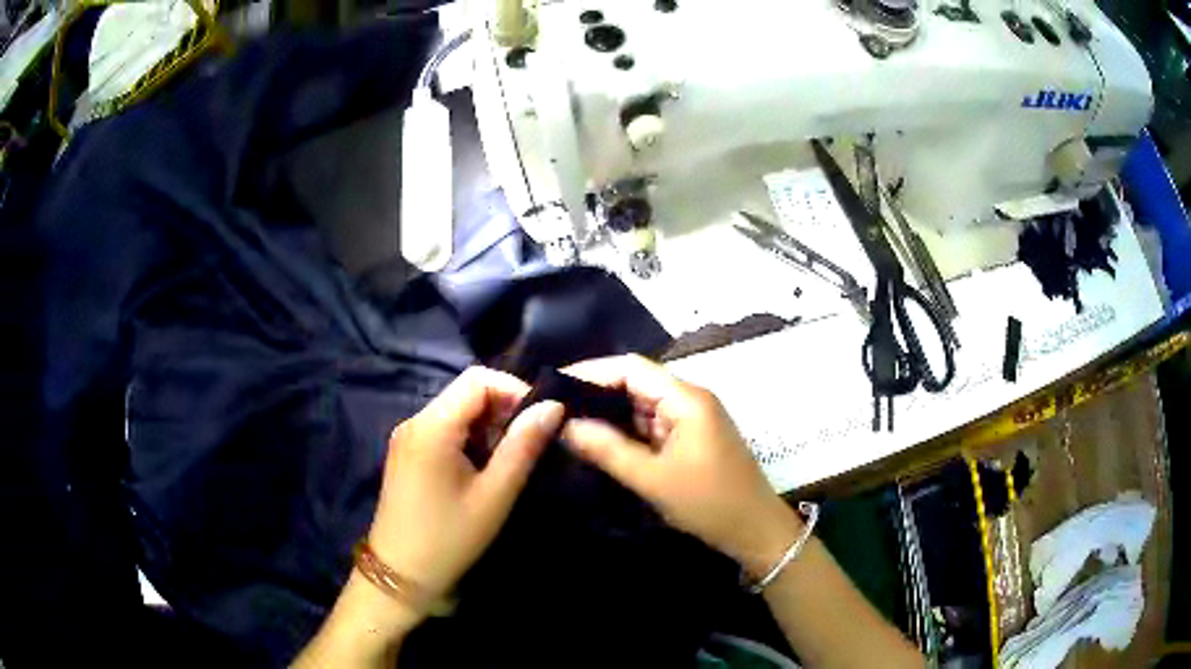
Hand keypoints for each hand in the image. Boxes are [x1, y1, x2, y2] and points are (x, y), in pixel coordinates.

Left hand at [368, 367, 563, 616]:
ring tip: (509, 459)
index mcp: (432, 426)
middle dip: (503, 409)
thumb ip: (523, 447)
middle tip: (530, 443)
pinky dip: (469, 438)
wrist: (400, 574)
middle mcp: (415, 421)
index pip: (478, 379)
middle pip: (465, 392)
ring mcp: (407, 437)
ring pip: (456, 411)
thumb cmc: (450, 538)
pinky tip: (483, 468)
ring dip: (488, 426)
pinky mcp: (406, 453)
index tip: (541, 420)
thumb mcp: (494, 495)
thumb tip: (553, 407)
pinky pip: (443, 429)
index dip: (515, 390)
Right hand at [561, 355, 801, 576]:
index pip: (632, 368)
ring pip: (642, 406)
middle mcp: (690, 399)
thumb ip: (607, 449)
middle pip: (636, 383)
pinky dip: (626, 432)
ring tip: (567, 425)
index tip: (553, 385)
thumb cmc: (709, 503)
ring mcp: (692, 419)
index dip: (591, 371)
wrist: (756, 531)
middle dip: (596, 394)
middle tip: (553, 409)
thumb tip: (563, 425)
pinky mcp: (692, 438)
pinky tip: (600, 443)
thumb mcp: (652, 478)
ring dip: (609, 415)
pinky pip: (652, 426)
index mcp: (686, 398)